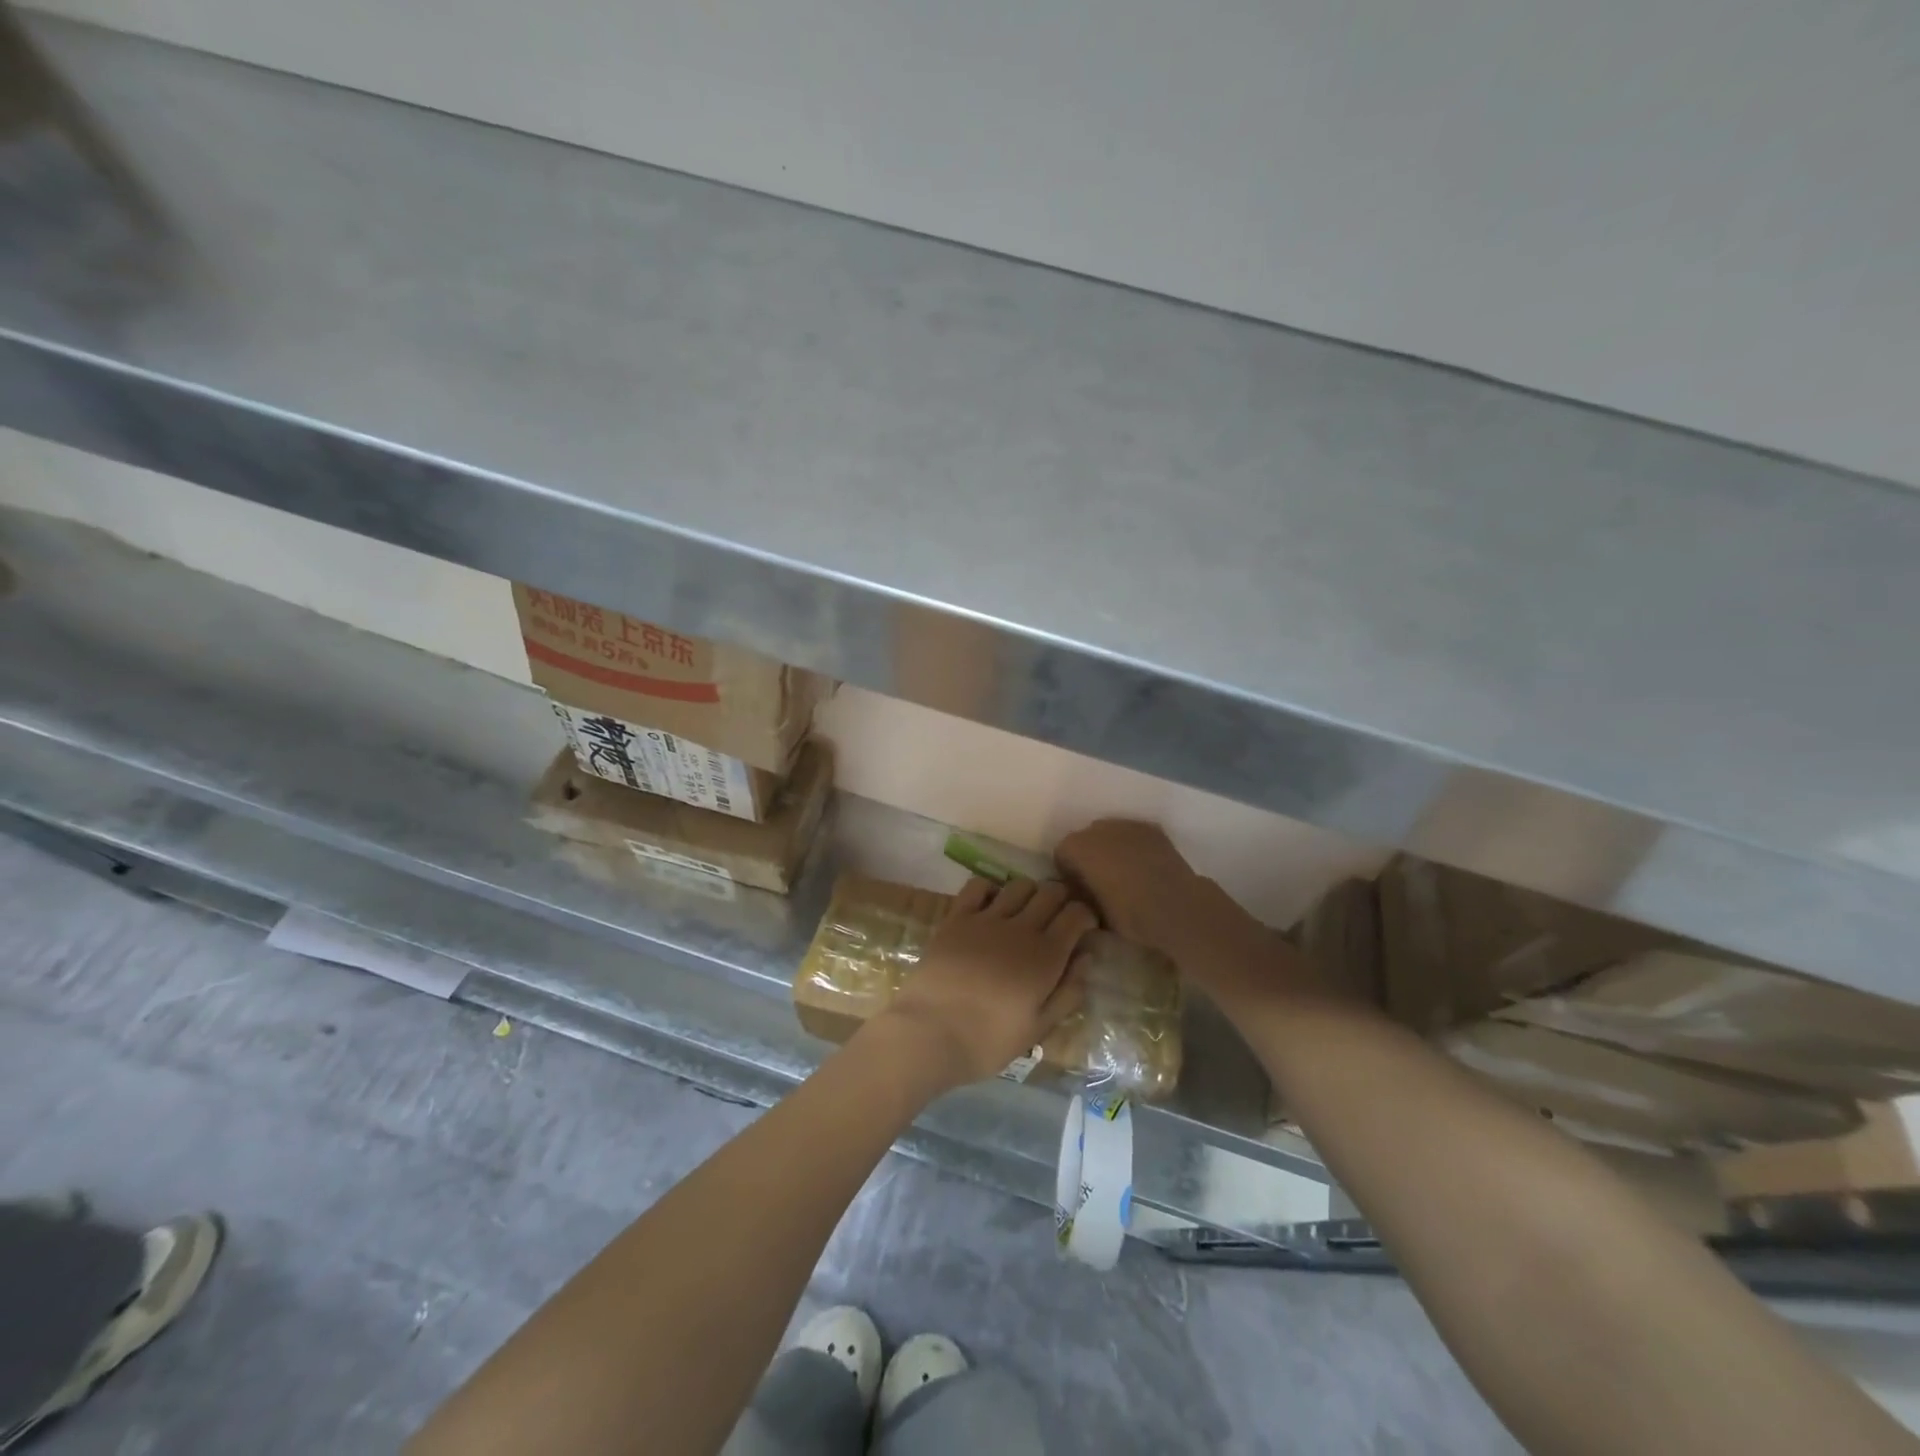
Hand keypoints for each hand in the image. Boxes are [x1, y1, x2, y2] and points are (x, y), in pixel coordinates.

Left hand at [878, 878, 1095, 1087]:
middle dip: (1061, 899)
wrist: (929, 1033)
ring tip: (1024, 912)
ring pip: (1019, 885)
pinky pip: (978, 886)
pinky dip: (989, 889)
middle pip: (1051, 892)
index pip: (1077, 914)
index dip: (1085, 915)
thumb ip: (1068, 992)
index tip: (1083, 929)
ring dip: (1029, 893)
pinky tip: (989, 907)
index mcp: (1046, 956)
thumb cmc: (988, 1041)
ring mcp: (986, 918)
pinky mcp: (956, 917)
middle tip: (1056, 918)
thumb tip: (1087, 958)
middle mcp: (1021, 928)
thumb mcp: (1038, 1028)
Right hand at [1054, 819, 1210, 952]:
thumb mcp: (1093, 912)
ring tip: (1124, 873)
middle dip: (1088, 857)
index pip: (1061, 854)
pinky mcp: (1151, 829)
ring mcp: (1127, 824)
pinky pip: (1132, 835)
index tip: (1079, 890)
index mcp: (1078, 847)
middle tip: (1100, 881)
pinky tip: (1143, 866)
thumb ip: (1080, 895)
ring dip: (1110, 849)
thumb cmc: (1129, 914)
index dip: (1068, 873)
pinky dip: (1132, 846)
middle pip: (1084, 839)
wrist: (1177, 907)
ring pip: (1109, 834)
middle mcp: (1098, 828)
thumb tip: (1078, 892)